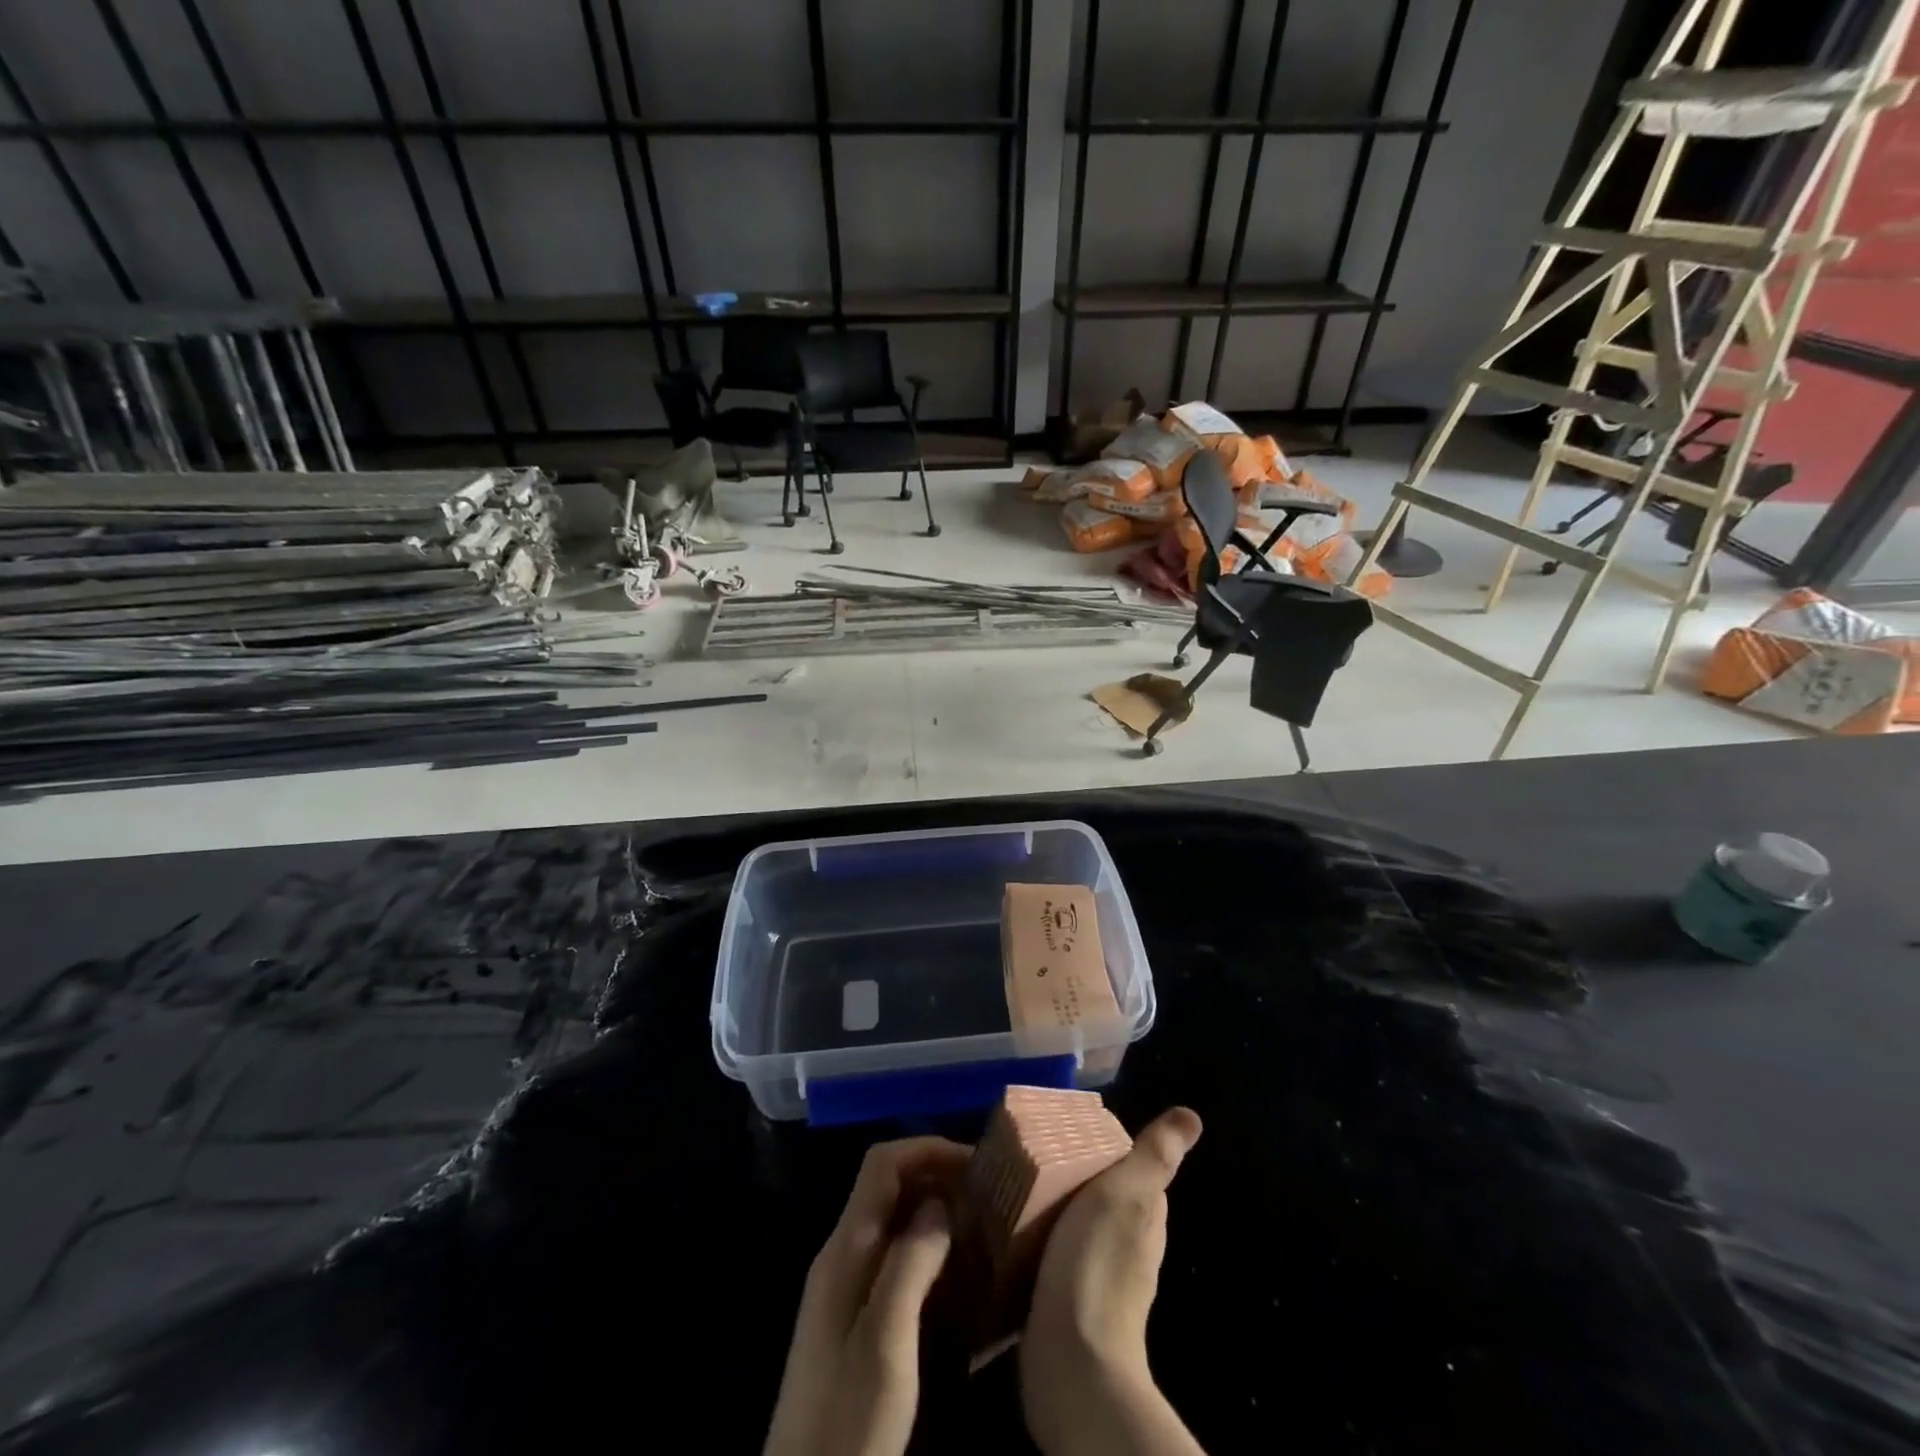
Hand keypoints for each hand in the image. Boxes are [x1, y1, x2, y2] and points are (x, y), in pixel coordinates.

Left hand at [765, 1137, 970, 1455]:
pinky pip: (893, 1256)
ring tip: (982, 1226)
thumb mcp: (886, 1342)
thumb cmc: (848, 1419)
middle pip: (888, 1186)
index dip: (927, 1150)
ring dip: (935, 1211)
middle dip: (937, 1177)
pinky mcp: (854, 1316)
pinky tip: (957, 1272)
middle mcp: (842, 1254)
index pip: (882, 1164)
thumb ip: (910, 1263)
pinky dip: (927, 1247)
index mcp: (845, 1248)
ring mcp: (845, 1286)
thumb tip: (940, 1201)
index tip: (976, 1163)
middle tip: (987, 1196)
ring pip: (893, 1220)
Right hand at [1020, 1108, 1205, 1455]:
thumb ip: (1154, 1155)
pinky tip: (1012, 1233)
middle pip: (1100, 1196)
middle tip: (1030, 1154)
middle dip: (1071, 1176)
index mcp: (1146, 1217)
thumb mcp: (1126, 1194)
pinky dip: (1038, 1241)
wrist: (1072, 1361)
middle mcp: (1129, 1247)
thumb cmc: (1097, 1263)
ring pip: (1075, 1226)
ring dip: (1051, 1209)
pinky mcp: (1067, 1303)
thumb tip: (1192, 1115)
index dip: (1102, 1148)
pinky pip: (1052, 1256)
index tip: (1065, 1131)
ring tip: (1014, 1186)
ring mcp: (1098, 1277)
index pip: (1129, 1169)